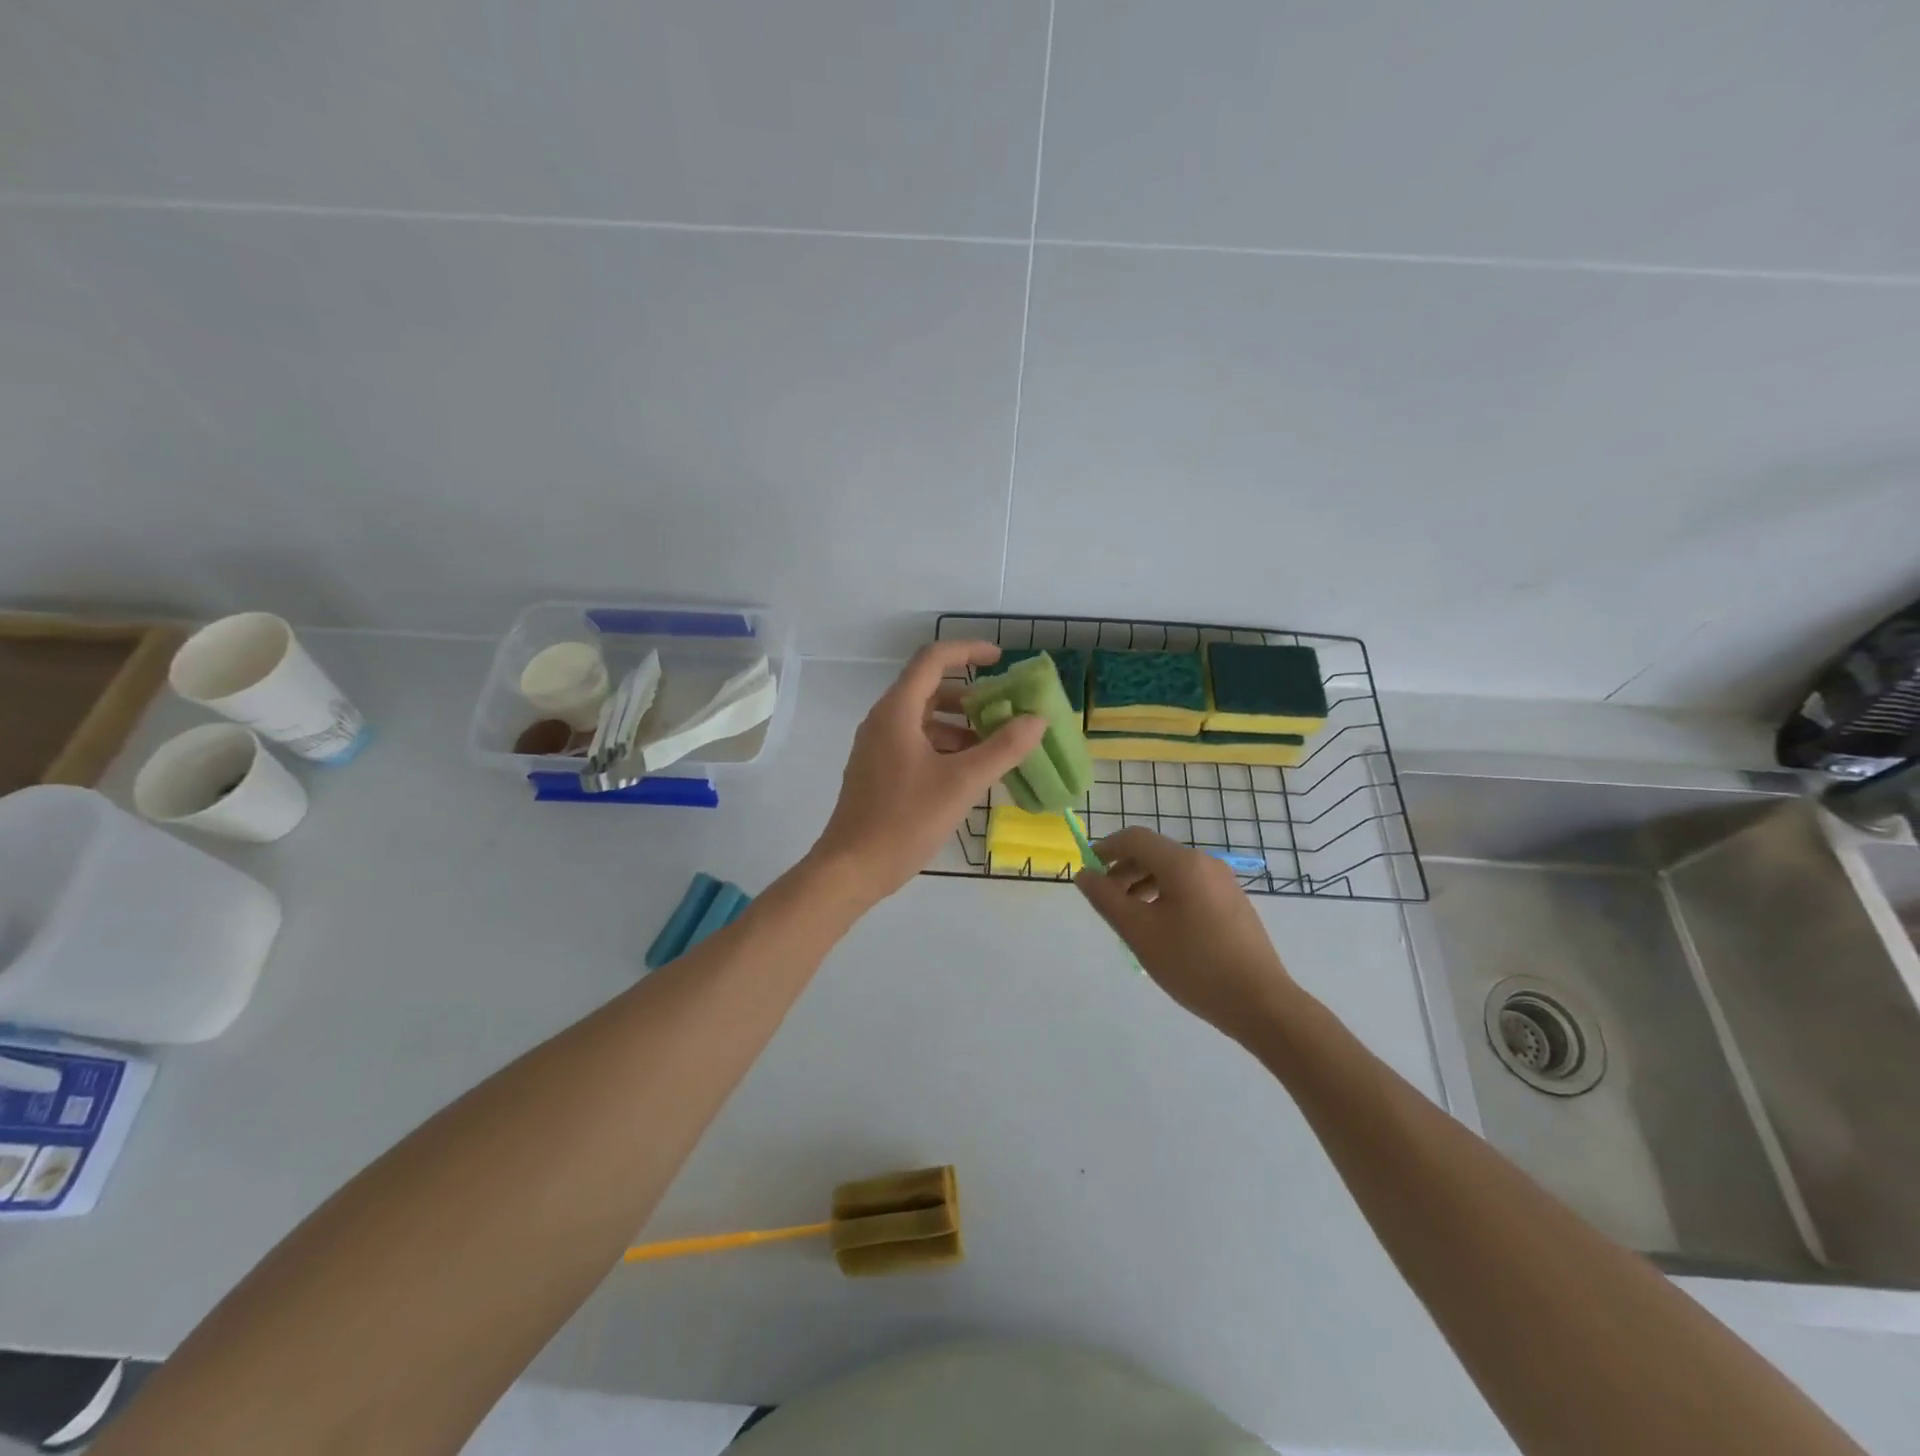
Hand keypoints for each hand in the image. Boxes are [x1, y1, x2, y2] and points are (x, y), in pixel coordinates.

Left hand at [810, 642, 1046, 904]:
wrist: (852, 868)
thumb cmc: (905, 820)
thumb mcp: (962, 783)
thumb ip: (1003, 749)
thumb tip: (1036, 720)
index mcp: (897, 711)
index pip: (933, 660)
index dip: (968, 651)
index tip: (1000, 660)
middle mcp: (883, 721)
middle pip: (929, 689)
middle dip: (970, 695)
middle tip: (1004, 710)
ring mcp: (877, 747)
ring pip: (924, 720)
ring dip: (959, 725)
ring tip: (994, 747)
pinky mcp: (878, 771)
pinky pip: (915, 743)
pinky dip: (944, 747)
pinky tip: (968, 773)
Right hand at [1075, 827, 1296, 1038]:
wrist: (1260, 1003)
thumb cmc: (1194, 964)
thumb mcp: (1139, 932)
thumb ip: (1106, 899)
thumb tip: (1084, 875)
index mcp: (1183, 864)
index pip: (1135, 838)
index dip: (1105, 848)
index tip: (1087, 871)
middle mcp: (1205, 863)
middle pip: (1154, 853)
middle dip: (1123, 870)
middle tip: (1105, 900)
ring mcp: (1224, 883)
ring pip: (1172, 872)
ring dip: (1143, 885)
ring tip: (1129, 918)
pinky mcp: (1234, 904)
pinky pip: (1190, 887)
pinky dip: (1166, 896)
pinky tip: (1161, 929)